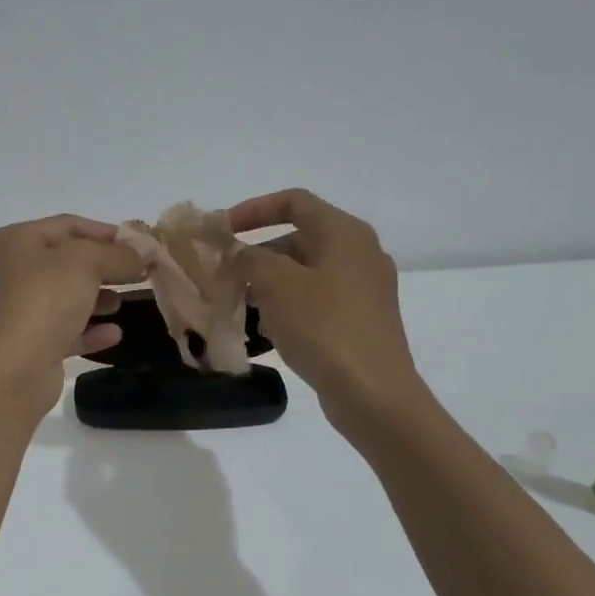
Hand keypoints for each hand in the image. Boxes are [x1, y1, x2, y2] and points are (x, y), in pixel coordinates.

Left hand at [0, 215, 142, 418]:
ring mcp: (13, 311)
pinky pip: (62, 330)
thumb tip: (144, 251)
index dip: (106, 232)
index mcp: (11, 242)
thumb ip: (118, 254)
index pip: (66, 225)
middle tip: (140, 274)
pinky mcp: (25, 345)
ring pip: (63, 297)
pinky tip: (114, 334)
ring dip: (96, 298)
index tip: (141, 245)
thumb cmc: (42, 302)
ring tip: (122, 303)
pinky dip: (87, 329)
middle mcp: (6, 272)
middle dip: (104, 267)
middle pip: (64, 262)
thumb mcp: (85, 264)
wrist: (10, 372)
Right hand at [228, 189, 421, 425]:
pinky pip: (317, 300)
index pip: (294, 202)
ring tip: (240, 304)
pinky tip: (268, 330)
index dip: (253, 209)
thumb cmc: (324, 328)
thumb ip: (249, 259)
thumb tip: (238, 253)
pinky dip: (289, 305)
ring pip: (305, 272)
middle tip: (225, 274)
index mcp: (344, 233)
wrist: (373, 393)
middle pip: (299, 238)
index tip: (222, 230)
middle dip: (257, 254)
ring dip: (269, 283)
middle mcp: (359, 253)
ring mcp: (364, 289)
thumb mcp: (276, 285)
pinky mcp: (361, 320)